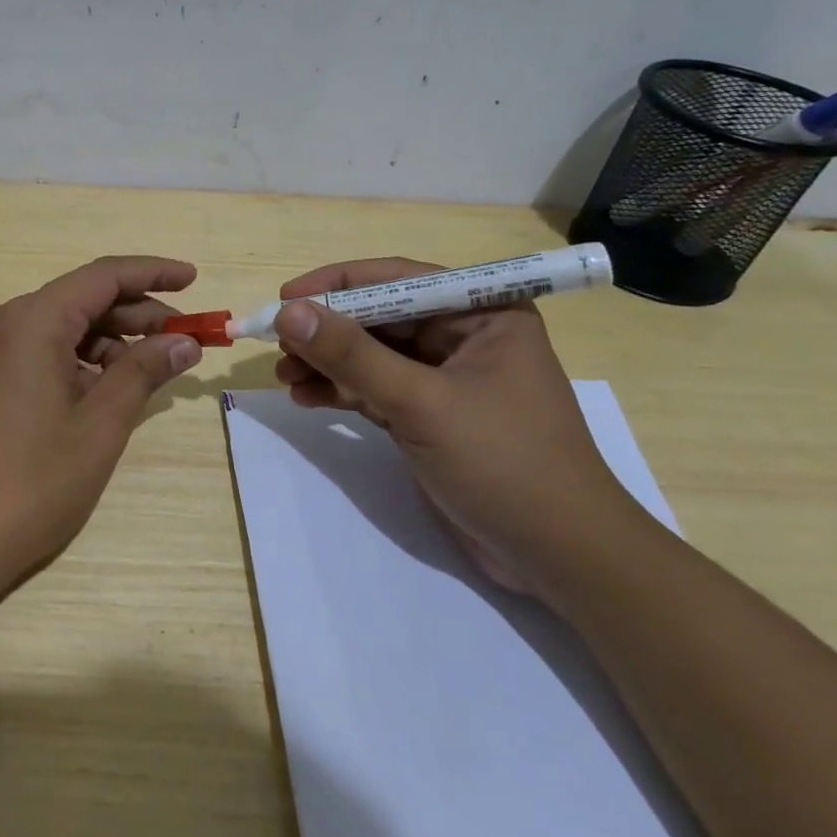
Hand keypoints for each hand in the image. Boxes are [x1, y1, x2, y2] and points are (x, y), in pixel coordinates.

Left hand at [0, 256, 202, 626]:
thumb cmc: (30, 483)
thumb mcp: (99, 425)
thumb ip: (144, 372)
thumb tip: (184, 341)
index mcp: (31, 320)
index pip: (102, 276)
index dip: (153, 273)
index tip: (194, 279)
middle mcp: (2, 321)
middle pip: (81, 300)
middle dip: (137, 315)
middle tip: (186, 341)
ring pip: (60, 328)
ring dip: (109, 342)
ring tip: (150, 373)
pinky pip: (37, 352)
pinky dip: (77, 362)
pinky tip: (104, 391)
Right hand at [272, 257, 653, 600]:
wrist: (559, 557)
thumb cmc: (503, 462)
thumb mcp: (421, 402)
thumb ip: (352, 355)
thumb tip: (289, 312)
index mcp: (482, 313)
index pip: (398, 279)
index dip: (337, 284)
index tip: (285, 297)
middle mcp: (464, 336)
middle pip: (379, 317)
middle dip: (327, 331)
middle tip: (277, 345)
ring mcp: (446, 378)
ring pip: (373, 355)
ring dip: (328, 363)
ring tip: (284, 377)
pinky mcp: (431, 415)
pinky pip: (376, 389)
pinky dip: (342, 392)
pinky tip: (307, 398)